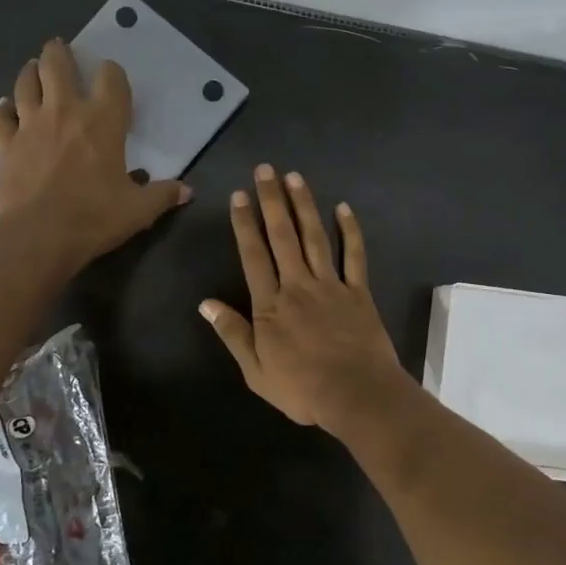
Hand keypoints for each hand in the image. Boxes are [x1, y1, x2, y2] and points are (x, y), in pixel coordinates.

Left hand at [0, 39, 189, 266]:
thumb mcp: (139, 210)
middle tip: (61, 49)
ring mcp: (30, 125)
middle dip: (60, 52)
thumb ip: (163, 195)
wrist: (39, 236)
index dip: (113, 72)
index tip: (113, 76)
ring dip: (30, 71)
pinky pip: (1, 117)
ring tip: (34, 67)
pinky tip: (4, 106)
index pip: (111, 78)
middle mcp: (65, 111)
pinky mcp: (6, 144)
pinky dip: (3, 109)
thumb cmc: (94, 217)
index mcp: (103, 121)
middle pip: (57, 64)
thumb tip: (187, 191)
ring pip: (25, 82)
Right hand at [200, 165, 412, 434]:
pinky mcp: (359, 292)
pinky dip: (350, 231)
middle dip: (272, 200)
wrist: (356, 395)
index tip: (239, 196)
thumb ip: (233, 333)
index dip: (244, 223)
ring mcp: (331, 285)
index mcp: (271, 304)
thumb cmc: (302, 389)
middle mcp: (298, 285)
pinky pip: (354, 256)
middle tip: (265, 170)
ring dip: (304, 205)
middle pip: (282, 236)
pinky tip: (344, 208)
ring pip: (315, 237)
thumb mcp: (256, 370)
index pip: (253, 255)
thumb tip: (206, 304)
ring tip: (295, 177)